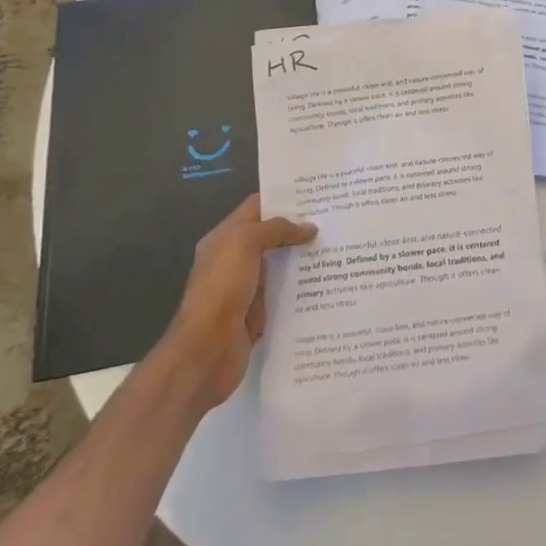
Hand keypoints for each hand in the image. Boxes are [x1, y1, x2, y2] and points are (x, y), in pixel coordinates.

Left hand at [165, 194, 316, 407]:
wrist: (207, 350)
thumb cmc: (222, 288)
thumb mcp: (245, 243)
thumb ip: (275, 229)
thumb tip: (308, 228)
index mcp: (224, 238)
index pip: (256, 207)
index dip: (283, 199)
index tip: (316, 195)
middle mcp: (234, 260)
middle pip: (270, 236)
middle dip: (298, 228)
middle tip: (335, 220)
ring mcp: (246, 288)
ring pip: (280, 264)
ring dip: (303, 258)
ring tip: (338, 247)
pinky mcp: (258, 313)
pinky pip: (283, 293)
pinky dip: (301, 287)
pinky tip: (327, 281)